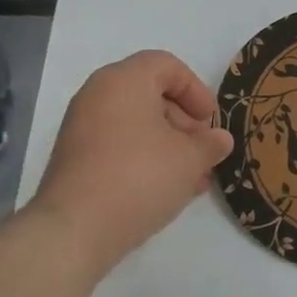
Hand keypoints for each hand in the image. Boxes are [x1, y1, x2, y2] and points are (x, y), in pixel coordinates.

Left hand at [28, 51, 233, 275]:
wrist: (75, 230)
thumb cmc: (139, 177)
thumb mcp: (189, 159)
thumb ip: (210, 144)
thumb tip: (220, 140)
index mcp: (123, 80)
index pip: (167, 65)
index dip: (196, 90)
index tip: (211, 121)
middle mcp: (98, 95)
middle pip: (152, 94)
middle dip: (185, 122)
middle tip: (204, 151)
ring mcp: (82, 128)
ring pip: (137, 124)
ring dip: (170, 145)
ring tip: (194, 177)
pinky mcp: (76, 159)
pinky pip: (120, 146)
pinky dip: (146, 158)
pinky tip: (169, 189)